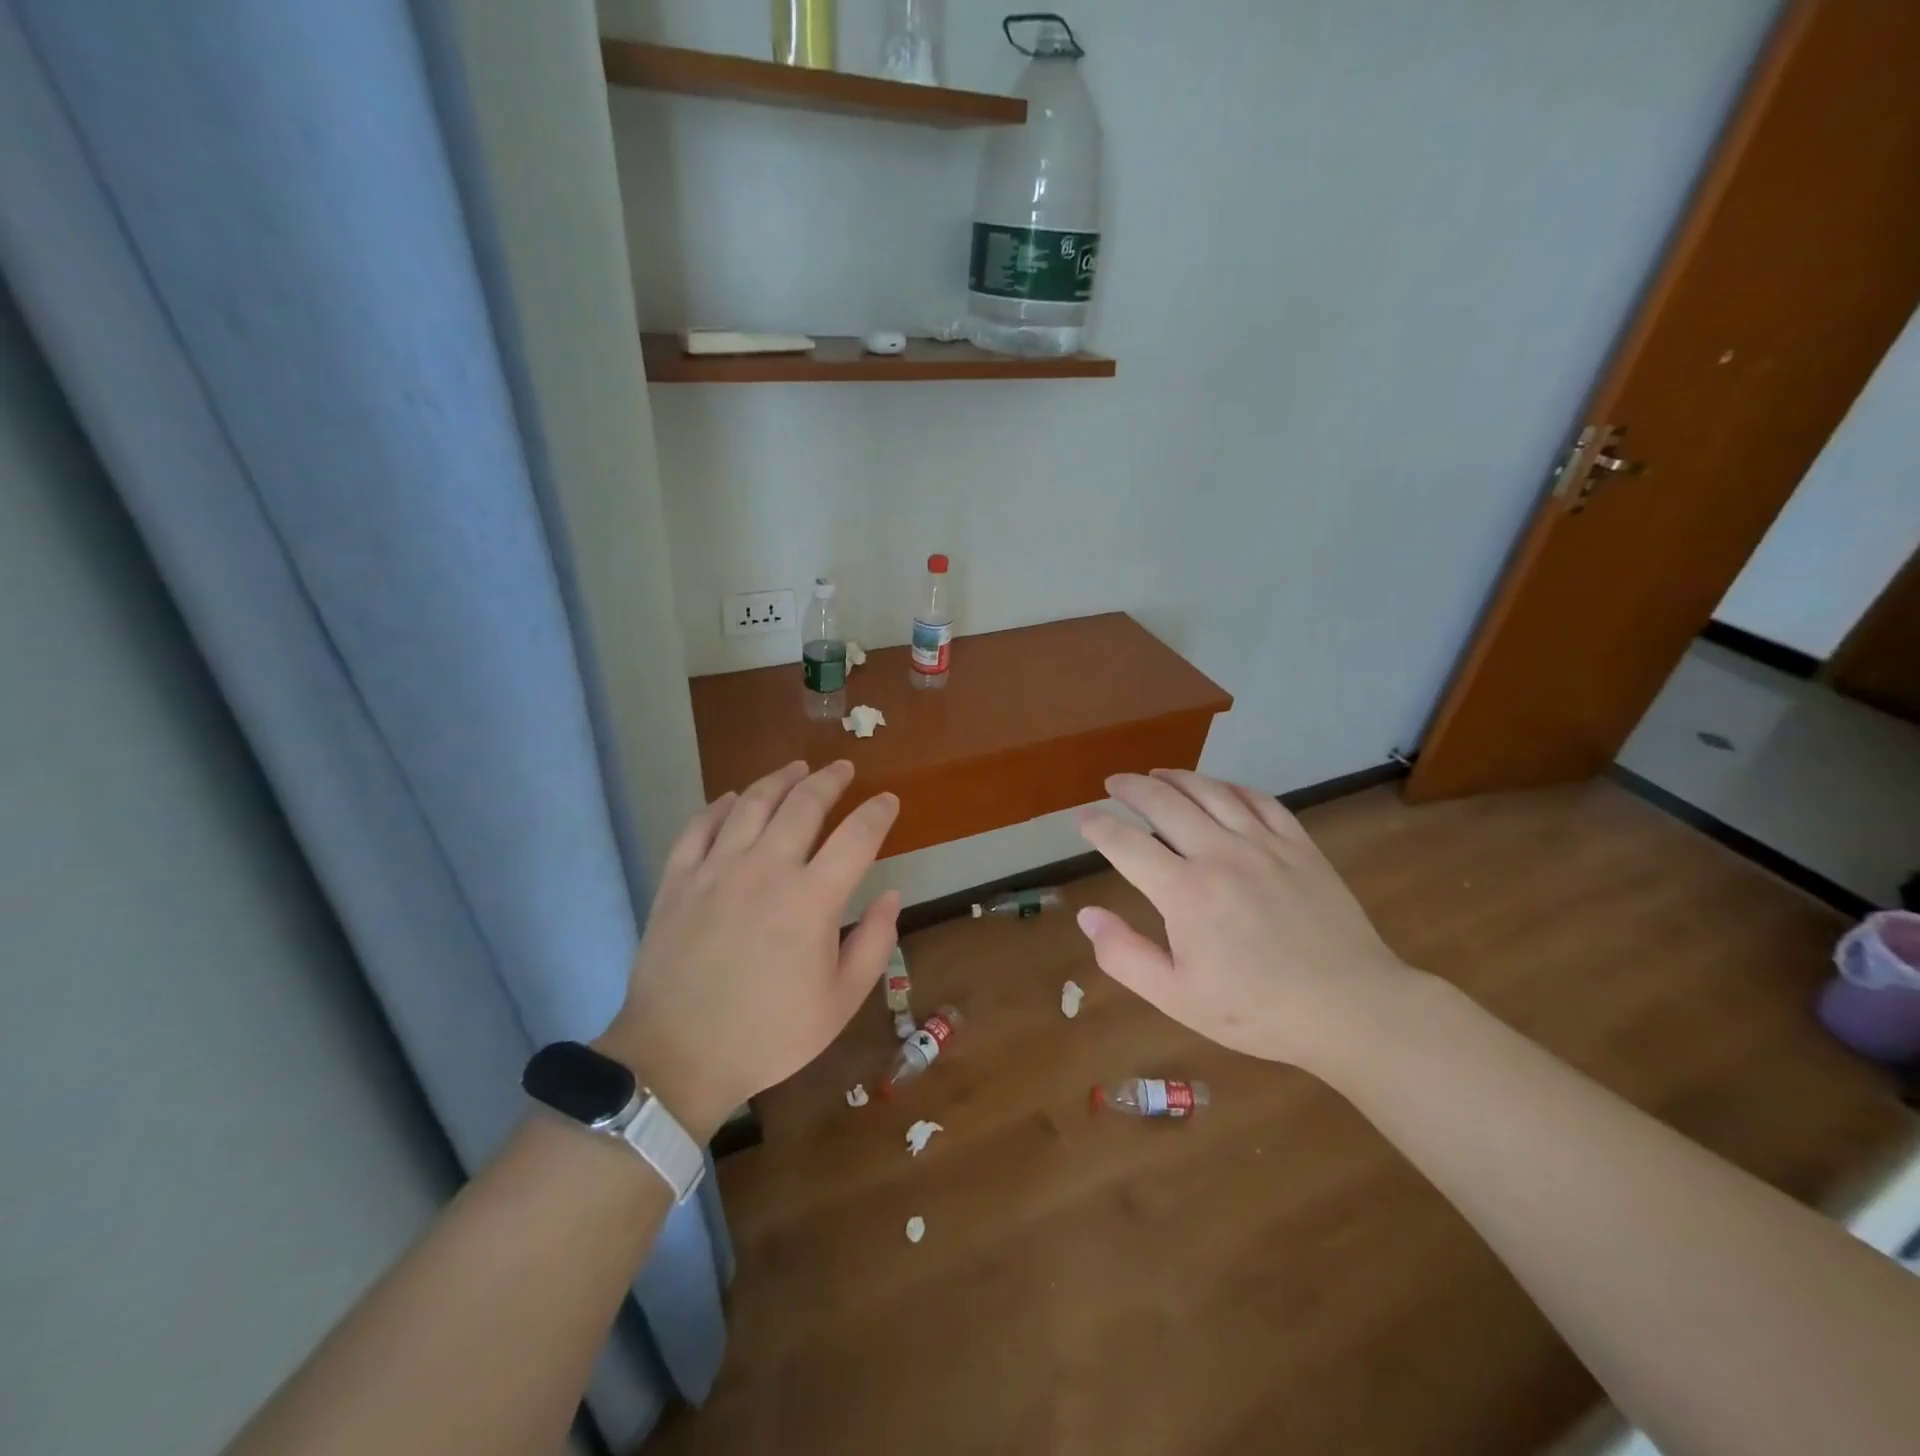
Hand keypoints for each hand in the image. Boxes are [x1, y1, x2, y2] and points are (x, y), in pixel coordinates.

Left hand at [598, 761, 899, 1138]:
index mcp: (812, 899)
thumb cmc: (769, 1034)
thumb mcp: (840, 1002)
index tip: (888, 800)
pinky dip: (719, 805)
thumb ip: (874, 943)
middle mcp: (766, 869)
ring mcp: (716, 869)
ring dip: (779, 779)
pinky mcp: (678, 879)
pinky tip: (731, 798)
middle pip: (804, 804)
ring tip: (796, 768)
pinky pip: (699, 826)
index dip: (878, 812)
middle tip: (842, 769)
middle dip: (829, 780)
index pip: (857, 836)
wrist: (677, 1057)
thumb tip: (891, 895)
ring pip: (751, 803)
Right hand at [1075, 769, 1417, 1072]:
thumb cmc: (1257, 1010)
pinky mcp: (1299, 846)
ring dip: (1176, 777)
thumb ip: (1124, 955)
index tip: (1083, 819)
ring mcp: (1264, 844)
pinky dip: (1231, 787)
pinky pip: (1259, 800)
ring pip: (1210, 791)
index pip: (1126, 843)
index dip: (1098, 826)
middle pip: (1164, 802)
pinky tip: (1220, 788)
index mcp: (1184, 891)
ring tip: (1157, 774)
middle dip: (1131, 788)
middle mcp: (1219, 853)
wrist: (1352, 1009)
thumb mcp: (1177, 997)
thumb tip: (1087, 914)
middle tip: (1114, 783)